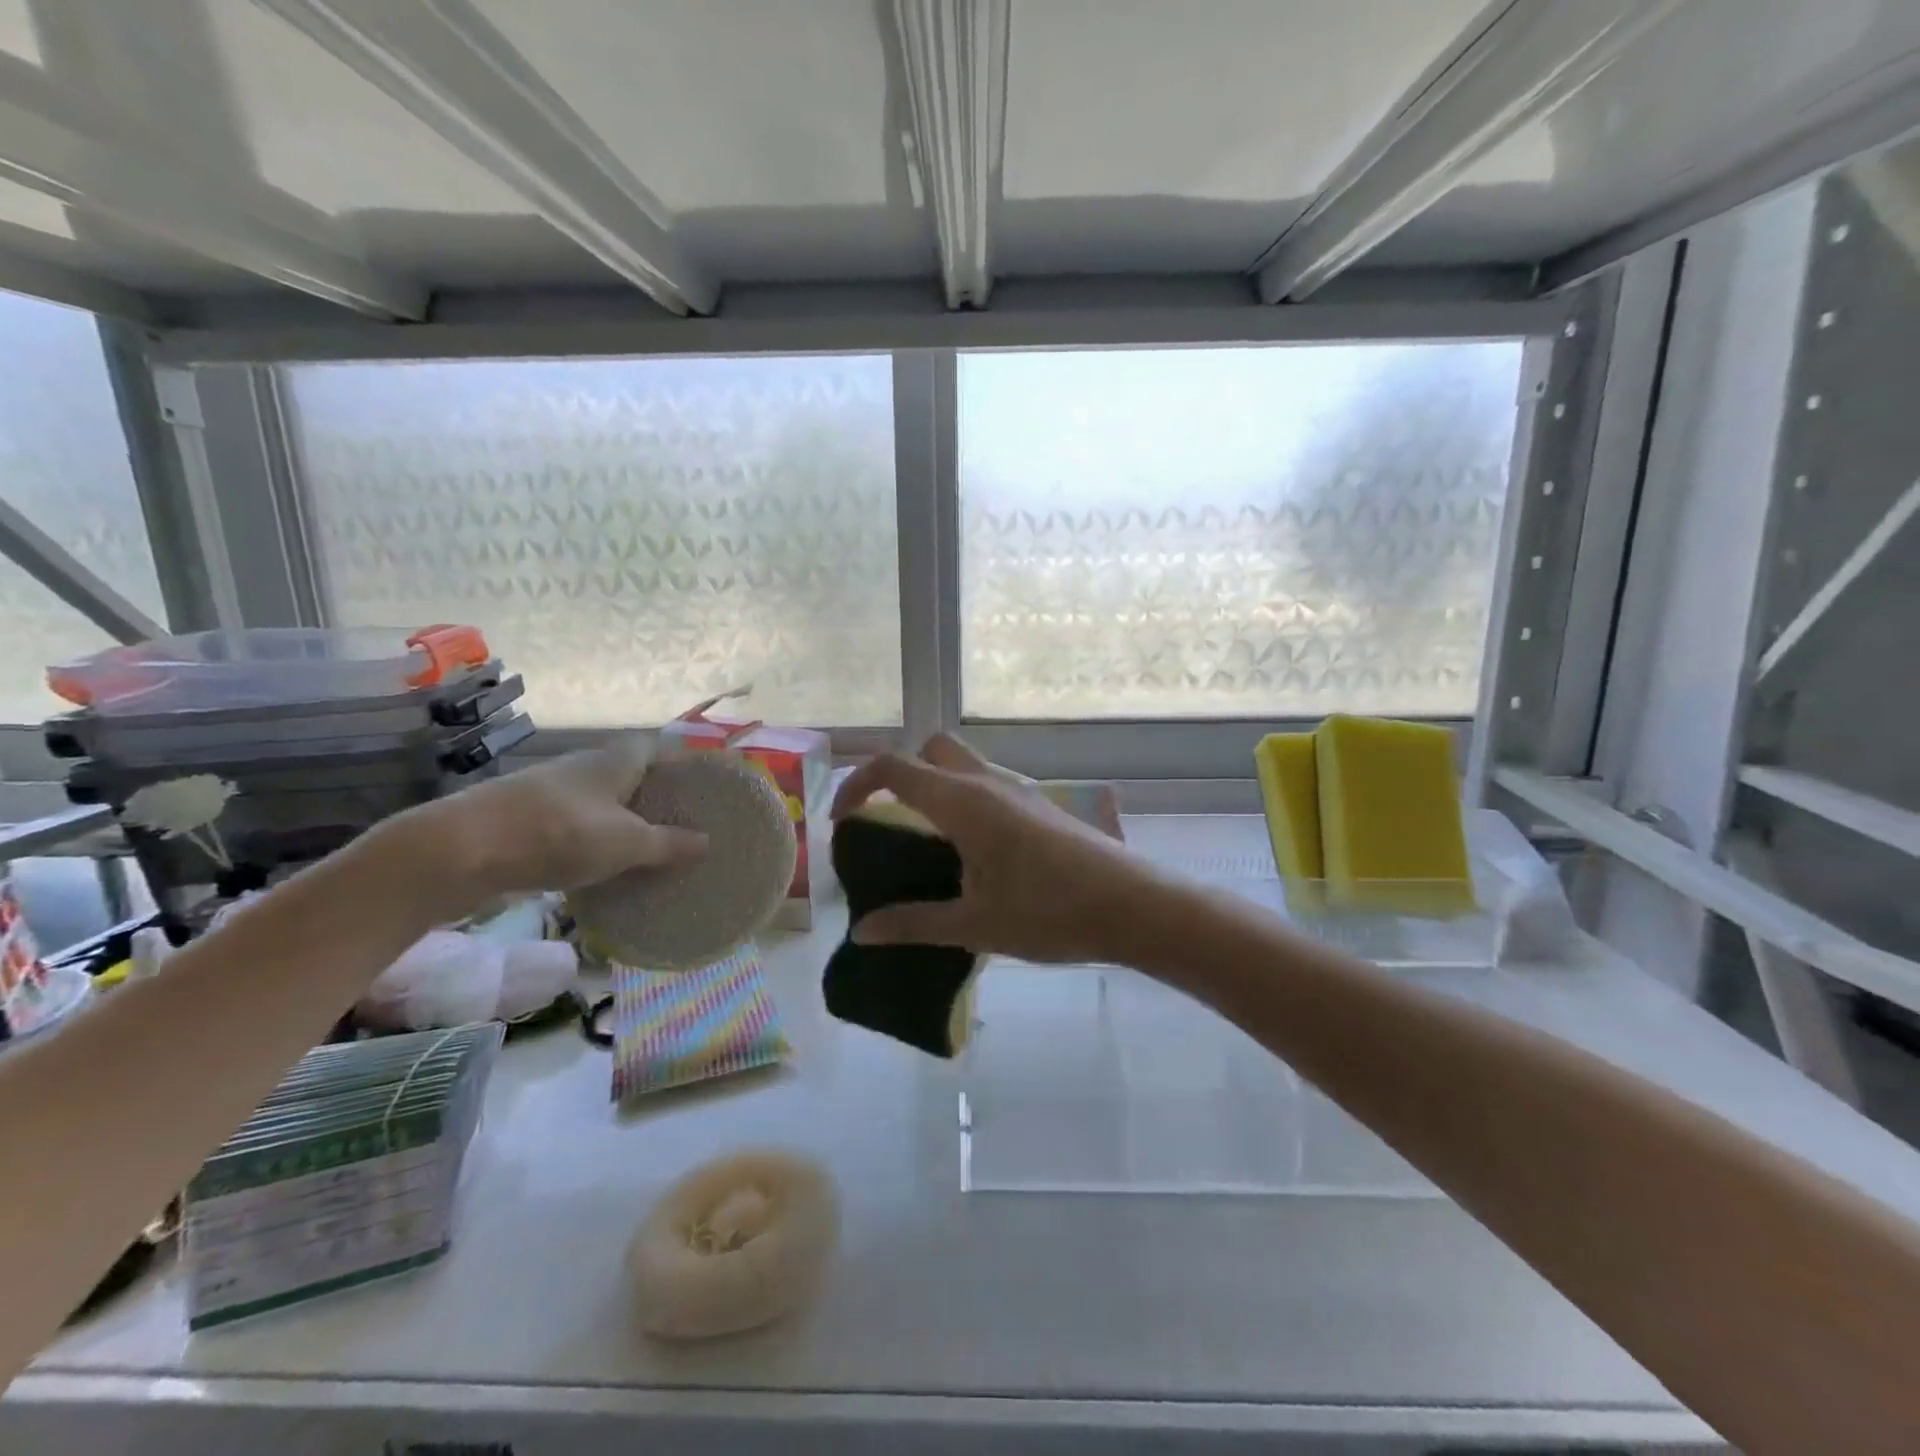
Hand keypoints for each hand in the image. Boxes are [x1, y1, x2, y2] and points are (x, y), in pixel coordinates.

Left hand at [424, 739, 706, 908]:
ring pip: (601, 804)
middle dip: (656, 799)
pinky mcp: (525, 820)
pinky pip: (574, 827)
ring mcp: (551, 793)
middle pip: (630, 777)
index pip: (658, 749)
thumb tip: (707, 842)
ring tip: (650, 851)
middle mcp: (585, 768)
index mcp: (616, 761)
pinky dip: (593, 842)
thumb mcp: (627, 843)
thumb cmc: (559, 834)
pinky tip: (602, 868)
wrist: (459, 851)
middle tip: (686, 825)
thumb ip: (669, 844)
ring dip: (623, 823)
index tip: (705, 789)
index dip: (682, 764)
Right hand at [831, 733, 1169, 964]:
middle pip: (931, 749)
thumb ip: (913, 923)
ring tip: (927, 842)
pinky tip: (974, 853)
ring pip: (964, 764)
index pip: (894, 767)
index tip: (843, 822)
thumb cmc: (1050, 914)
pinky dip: (964, 800)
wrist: (1132, 906)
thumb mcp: (974, 925)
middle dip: (900, 773)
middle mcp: (989, 783)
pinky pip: (989, 785)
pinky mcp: (1041, 805)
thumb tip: (862, 933)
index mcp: (964, 802)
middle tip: (889, 820)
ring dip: (935, 786)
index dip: (857, 785)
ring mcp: (1020, 790)